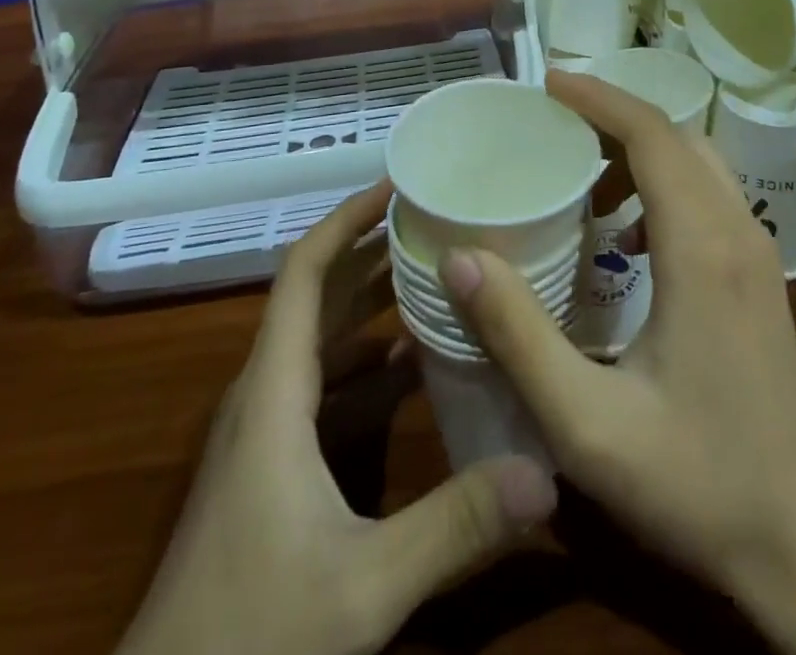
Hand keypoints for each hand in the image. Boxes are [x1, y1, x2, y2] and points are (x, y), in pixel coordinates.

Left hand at [120, 183, 557, 654]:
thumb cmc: (249, 633)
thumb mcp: (362, 585)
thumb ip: (455, 527)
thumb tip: (546, 472)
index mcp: (274, 390)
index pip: (305, 272)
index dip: (347, 219)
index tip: (396, 184)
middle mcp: (264, 392)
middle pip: (317, 294)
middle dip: (371, 249)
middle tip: (436, 218)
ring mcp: (263, 429)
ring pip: (320, 339)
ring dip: (370, 301)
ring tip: (435, 271)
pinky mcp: (270, 462)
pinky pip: (322, 384)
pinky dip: (365, 360)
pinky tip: (413, 364)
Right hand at [439, 70, 795, 654]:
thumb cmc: (697, 482)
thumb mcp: (589, 424)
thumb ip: (519, 337)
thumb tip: (461, 257)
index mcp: (702, 248)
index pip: (652, 136)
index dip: (600, 98)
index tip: (548, 82)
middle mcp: (738, 231)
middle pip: (677, 136)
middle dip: (614, 114)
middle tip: (553, 118)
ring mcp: (757, 252)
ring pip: (698, 161)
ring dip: (640, 147)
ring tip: (580, 167)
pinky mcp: (759, 276)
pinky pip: (709, 194)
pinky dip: (663, 182)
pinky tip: (624, 233)